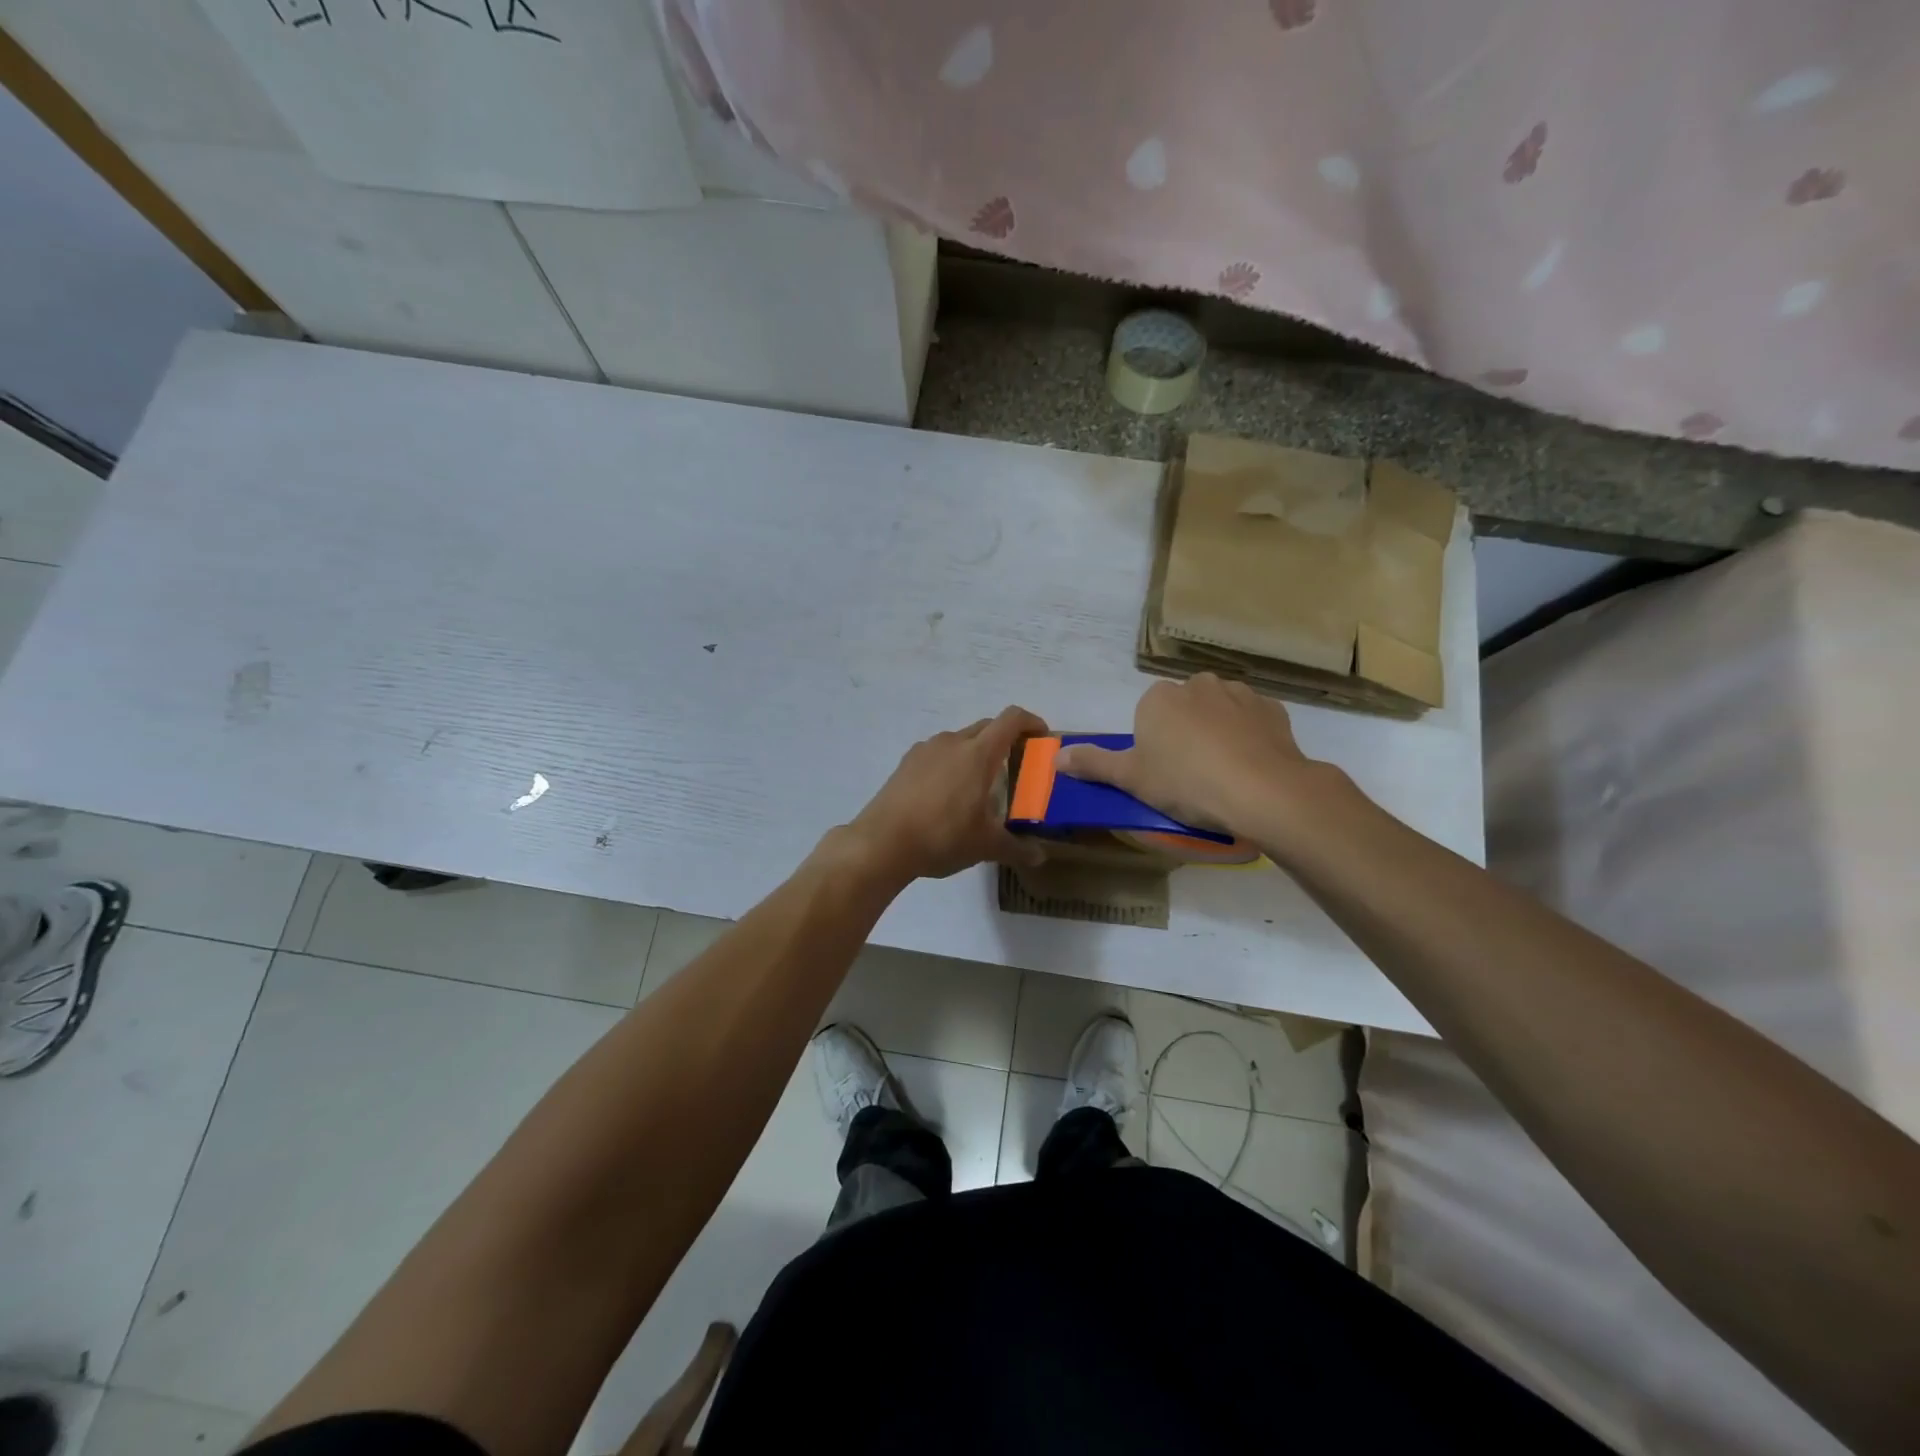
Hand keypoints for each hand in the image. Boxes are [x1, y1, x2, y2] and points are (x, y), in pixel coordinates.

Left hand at [841, 705, 1048, 883]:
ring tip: (980, 785)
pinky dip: (951, 764)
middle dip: (1005, 740)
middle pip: (986, 727)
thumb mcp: (986, 846)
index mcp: (978, 753)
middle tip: (1016, 767)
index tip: (1042, 737)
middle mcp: (952, 742)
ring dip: (976, 753)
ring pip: (960, 740)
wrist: (882, 843)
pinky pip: (938, 754)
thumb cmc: (942, 837)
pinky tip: (948, 795)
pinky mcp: (906, 763)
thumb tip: (1040, 855)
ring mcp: (925, 750)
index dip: (1031, 722)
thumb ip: (1017, 847)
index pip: (1011, 720)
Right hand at [1055, 674, 1338, 844]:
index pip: (1148, 715)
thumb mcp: (1131, 779)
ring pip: (1219, 711)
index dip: (1153, 745)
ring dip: (1218, 732)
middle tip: (1190, 776)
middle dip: (1185, 733)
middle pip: (1183, 709)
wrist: (1262, 791)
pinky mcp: (1273, 709)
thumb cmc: (1186, 782)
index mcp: (1159, 698)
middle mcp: (1197, 684)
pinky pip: (1252, 720)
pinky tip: (1251, 765)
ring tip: (1224, 772)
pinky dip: (1249, 736)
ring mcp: (1239, 693)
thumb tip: (1056, 758)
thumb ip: (1093, 764)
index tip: (1163, 774)